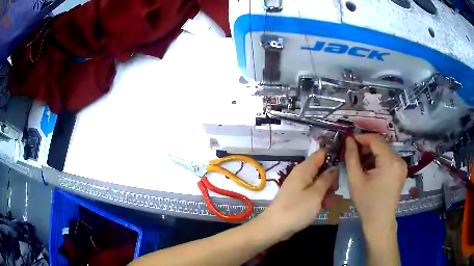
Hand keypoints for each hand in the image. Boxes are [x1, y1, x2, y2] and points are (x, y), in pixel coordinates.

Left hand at [260, 150, 337, 239]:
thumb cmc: (297, 209)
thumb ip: (326, 179)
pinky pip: (312, 192)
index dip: (333, 156)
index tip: (345, 165)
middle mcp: (300, 174)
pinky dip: (318, 197)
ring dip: (326, 190)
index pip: (321, 154)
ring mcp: (298, 186)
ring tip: (328, 202)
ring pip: (318, 182)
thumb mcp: (316, 194)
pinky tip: (323, 207)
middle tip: (335, 190)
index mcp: (304, 169)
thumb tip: (334, 167)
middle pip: (321, 169)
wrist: (275, 227)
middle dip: (331, 178)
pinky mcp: (297, 196)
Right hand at [344, 134, 406, 228]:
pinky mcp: (401, 170)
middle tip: (353, 153)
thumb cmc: (367, 203)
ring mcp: (401, 165)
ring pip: (384, 151)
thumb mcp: (356, 180)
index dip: (361, 137)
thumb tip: (348, 139)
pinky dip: (378, 160)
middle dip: (366, 147)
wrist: (380, 221)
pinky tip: (370, 169)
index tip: (349, 140)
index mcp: (390, 161)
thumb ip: (351, 157)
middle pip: (381, 145)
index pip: (375, 140)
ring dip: (372, 154)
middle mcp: (399, 159)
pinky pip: (388, 158)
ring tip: (360, 163)